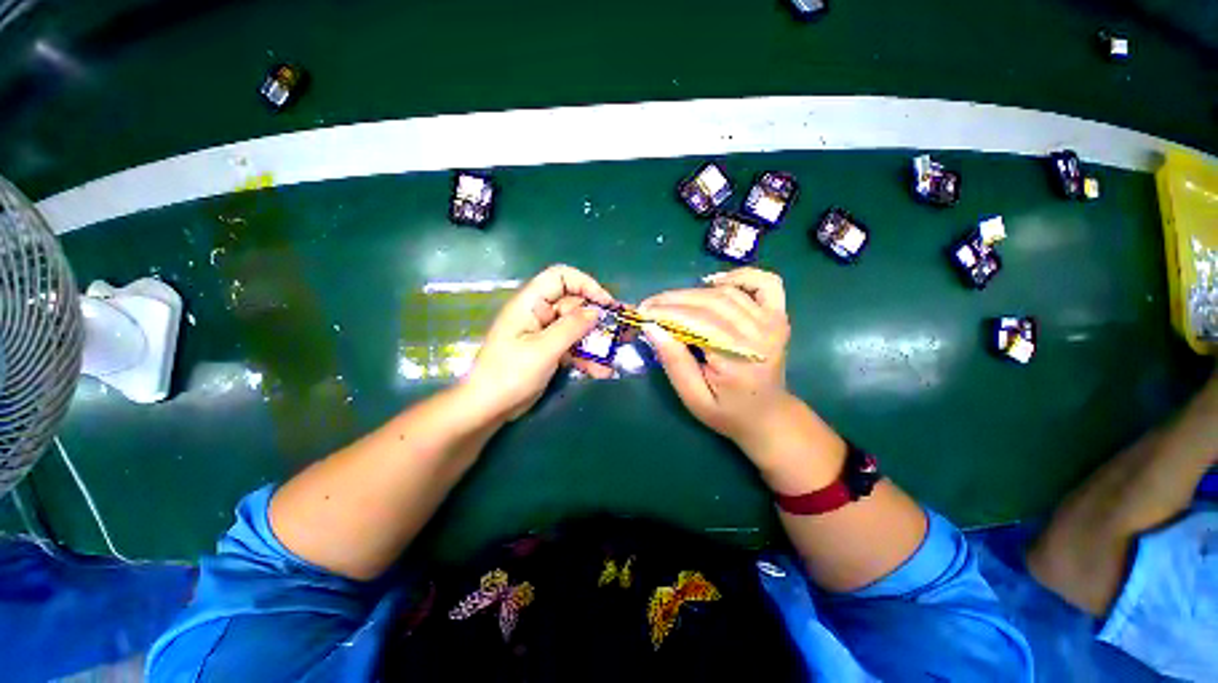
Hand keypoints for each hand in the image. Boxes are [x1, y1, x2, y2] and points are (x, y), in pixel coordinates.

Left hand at [465, 265, 615, 420]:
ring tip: (615, 355)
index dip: (585, 284)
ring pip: (576, 328)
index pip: (560, 277)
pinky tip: (601, 371)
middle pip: (573, 304)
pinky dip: (586, 357)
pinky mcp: (548, 350)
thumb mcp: (543, 349)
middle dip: (597, 318)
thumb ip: (571, 328)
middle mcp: (538, 313)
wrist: (488, 408)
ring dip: (595, 341)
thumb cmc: (510, 374)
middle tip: (620, 331)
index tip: (606, 303)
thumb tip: (596, 312)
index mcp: (530, 303)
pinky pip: (572, 346)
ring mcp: (544, 333)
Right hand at [639, 268, 792, 453]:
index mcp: (739, 359)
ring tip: (669, 301)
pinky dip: (740, 276)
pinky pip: (764, 282)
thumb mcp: (693, 397)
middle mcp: (760, 334)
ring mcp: (773, 322)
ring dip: (693, 292)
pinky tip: (715, 282)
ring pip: (727, 292)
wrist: (767, 415)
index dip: (666, 313)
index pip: (697, 322)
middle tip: (649, 305)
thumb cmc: (727, 412)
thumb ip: (674, 362)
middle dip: (673, 300)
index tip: (642, 312)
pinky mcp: (778, 316)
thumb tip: (652, 327)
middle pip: (710, 302)